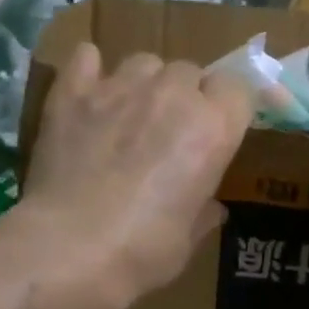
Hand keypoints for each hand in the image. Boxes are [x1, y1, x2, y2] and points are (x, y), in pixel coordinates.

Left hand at [24, 44, 252, 308]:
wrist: (69, 250)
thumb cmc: (142, 251)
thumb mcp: (188, 239)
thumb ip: (202, 211)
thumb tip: (210, 207)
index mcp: (212, 129)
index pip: (239, 89)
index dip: (230, 108)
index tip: (221, 129)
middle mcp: (172, 95)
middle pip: (190, 72)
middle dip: (186, 96)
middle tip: (170, 133)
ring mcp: (119, 87)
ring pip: (144, 62)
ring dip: (145, 83)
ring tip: (129, 114)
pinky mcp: (72, 93)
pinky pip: (87, 57)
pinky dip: (91, 71)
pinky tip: (88, 93)